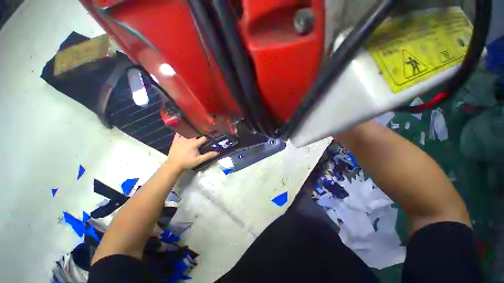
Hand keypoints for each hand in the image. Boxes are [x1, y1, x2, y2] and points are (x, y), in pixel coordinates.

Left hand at [165, 133, 218, 171]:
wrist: (173, 165)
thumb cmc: (187, 163)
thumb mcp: (199, 160)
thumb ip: (208, 156)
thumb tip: (217, 152)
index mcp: (194, 143)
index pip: (204, 138)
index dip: (208, 138)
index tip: (211, 138)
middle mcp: (188, 139)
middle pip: (196, 134)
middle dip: (200, 134)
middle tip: (203, 135)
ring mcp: (180, 139)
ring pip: (188, 132)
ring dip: (192, 132)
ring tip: (195, 132)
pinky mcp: (175, 140)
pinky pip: (178, 133)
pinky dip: (181, 131)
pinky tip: (184, 130)